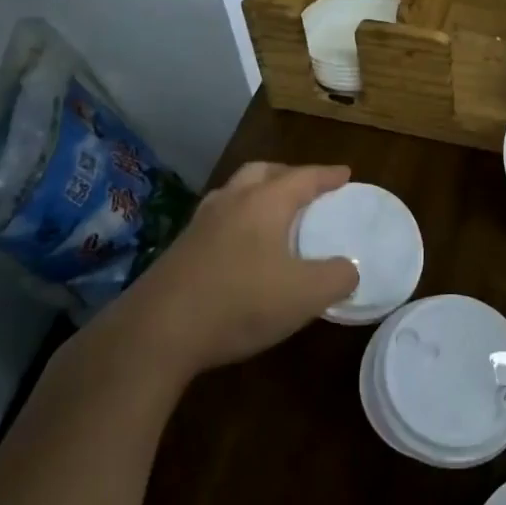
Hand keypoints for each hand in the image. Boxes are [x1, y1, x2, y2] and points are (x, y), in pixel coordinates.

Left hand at [81, 162, 359, 388]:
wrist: (156, 332)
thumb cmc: (239, 302)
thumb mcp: (305, 295)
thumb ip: (337, 277)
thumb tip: (348, 269)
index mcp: (264, 203)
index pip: (303, 177)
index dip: (327, 175)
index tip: (345, 173)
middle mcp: (231, 203)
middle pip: (261, 172)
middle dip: (287, 175)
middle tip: (306, 188)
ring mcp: (199, 225)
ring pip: (233, 193)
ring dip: (257, 195)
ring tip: (273, 214)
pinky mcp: (179, 250)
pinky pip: (217, 220)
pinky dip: (237, 221)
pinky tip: (241, 249)